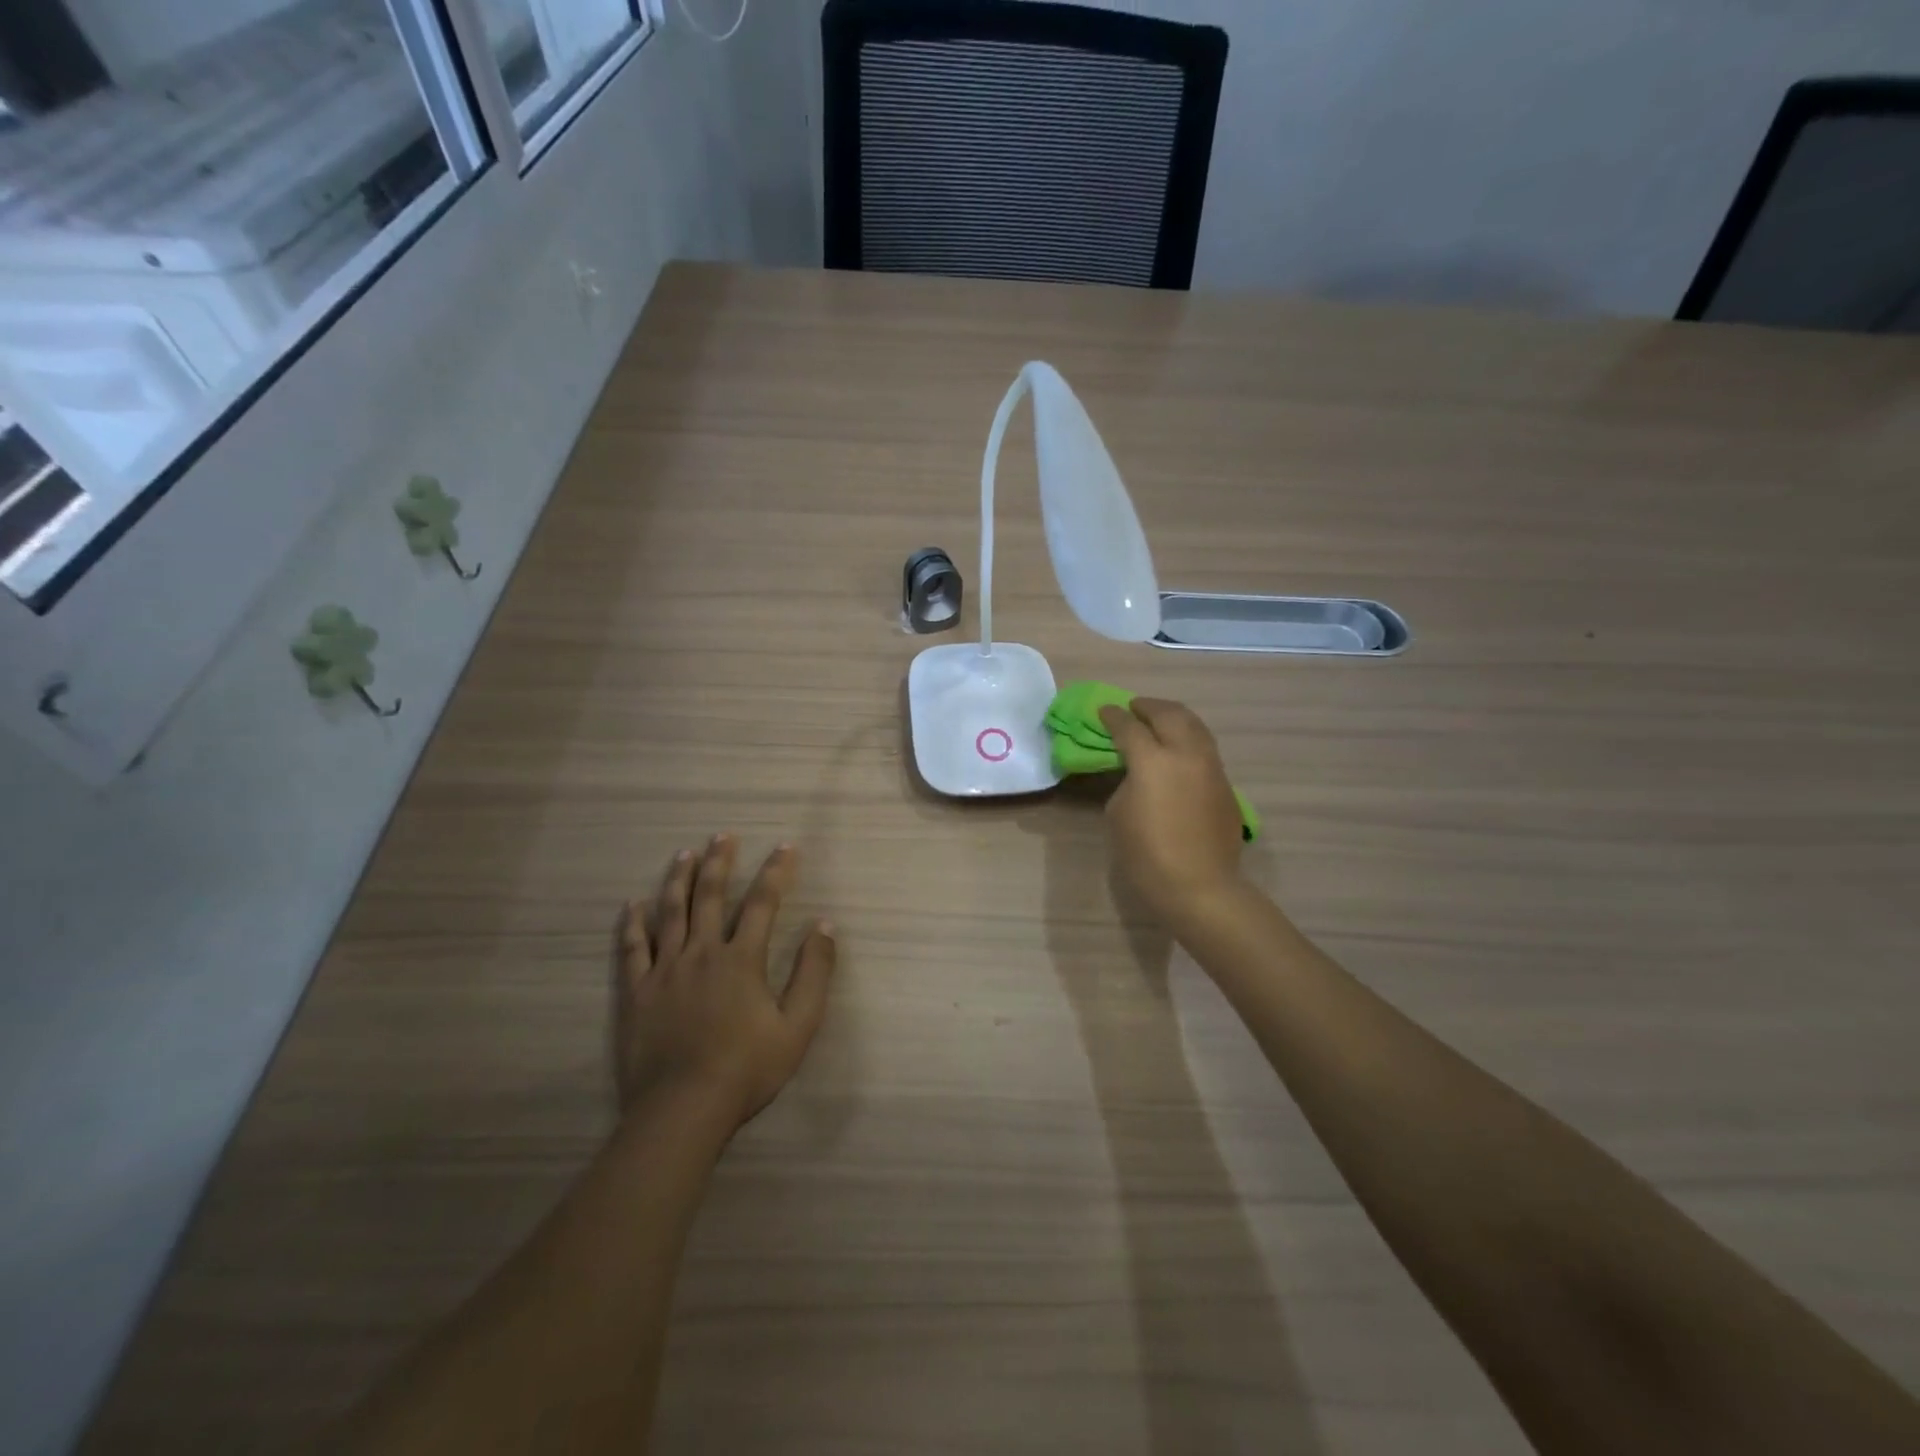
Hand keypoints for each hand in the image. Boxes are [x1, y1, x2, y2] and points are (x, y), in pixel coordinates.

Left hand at [617, 835, 835, 1129]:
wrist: (684, 1108)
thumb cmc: (747, 1068)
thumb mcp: (798, 1025)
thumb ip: (814, 973)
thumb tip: (824, 926)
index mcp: (742, 959)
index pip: (763, 902)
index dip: (776, 871)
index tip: (785, 846)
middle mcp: (702, 952)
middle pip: (711, 896)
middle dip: (719, 862)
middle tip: (722, 835)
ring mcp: (665, 970)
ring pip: (671, 912)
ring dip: (679, 879)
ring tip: (684, 854)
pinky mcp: (637, 992)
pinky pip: (633, 948)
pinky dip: (633, 924)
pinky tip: (633, 904)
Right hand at [1099, 697, 1245, 927]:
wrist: (1199, 886)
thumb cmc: (1146, 854)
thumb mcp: (1118, 813)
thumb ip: (1128, 781)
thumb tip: (1139, 772)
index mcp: (1153, 760)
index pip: (1129, 727)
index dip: (1113, 717)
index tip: (1104, 711)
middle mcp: (1186, 753)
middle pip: (1169, 714)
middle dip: (1148, 707)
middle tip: (1133, 708)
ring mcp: (1211, 767)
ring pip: (1195, 725)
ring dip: (1173, 717)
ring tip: (1158, 720)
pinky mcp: (1226, 784)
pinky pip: (1205, 748)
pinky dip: (1188, 739)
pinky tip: (1178, 752)